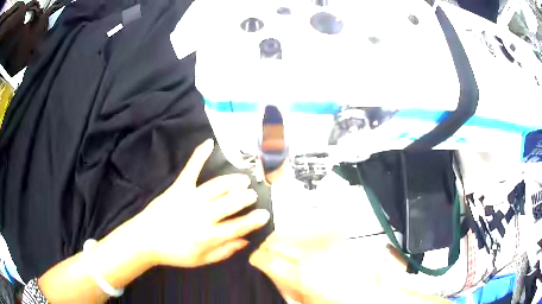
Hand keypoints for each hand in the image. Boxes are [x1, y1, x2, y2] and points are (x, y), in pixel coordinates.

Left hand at [136, 139, 270, 267]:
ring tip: (244, 179)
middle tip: (252, 195)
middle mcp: (203, 215)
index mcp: (209, 236)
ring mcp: (190, 198)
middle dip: (246, 197)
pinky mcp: (178, 187)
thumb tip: (245, 241)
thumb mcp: (202, 260)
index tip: (265, 214)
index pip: (239, 226)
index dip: (254, 220)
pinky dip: (200, 154)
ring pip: (218, 186)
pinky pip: (191, 168)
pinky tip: (210, 143)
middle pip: (231, 202)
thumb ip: (225, 251)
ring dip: (234, 181)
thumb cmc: (174, 253)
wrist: (146, 239)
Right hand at [250, 231, 451, 303]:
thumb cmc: (340, 300)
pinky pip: (309, 230)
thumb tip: (272, 273)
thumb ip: (284, 284)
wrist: (369, 291)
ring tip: (284, 249)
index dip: (256, 258)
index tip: (255, 259)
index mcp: (300, 273)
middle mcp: (310, 252)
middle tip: (267, 254)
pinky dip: (300, 236)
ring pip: (290, 232)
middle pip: (276, 241)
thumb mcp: (304, 300)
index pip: (266, 258)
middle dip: (267, 247)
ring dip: (282, 240)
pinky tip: (303, 245)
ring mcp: (323, 241)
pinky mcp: (335, 236)